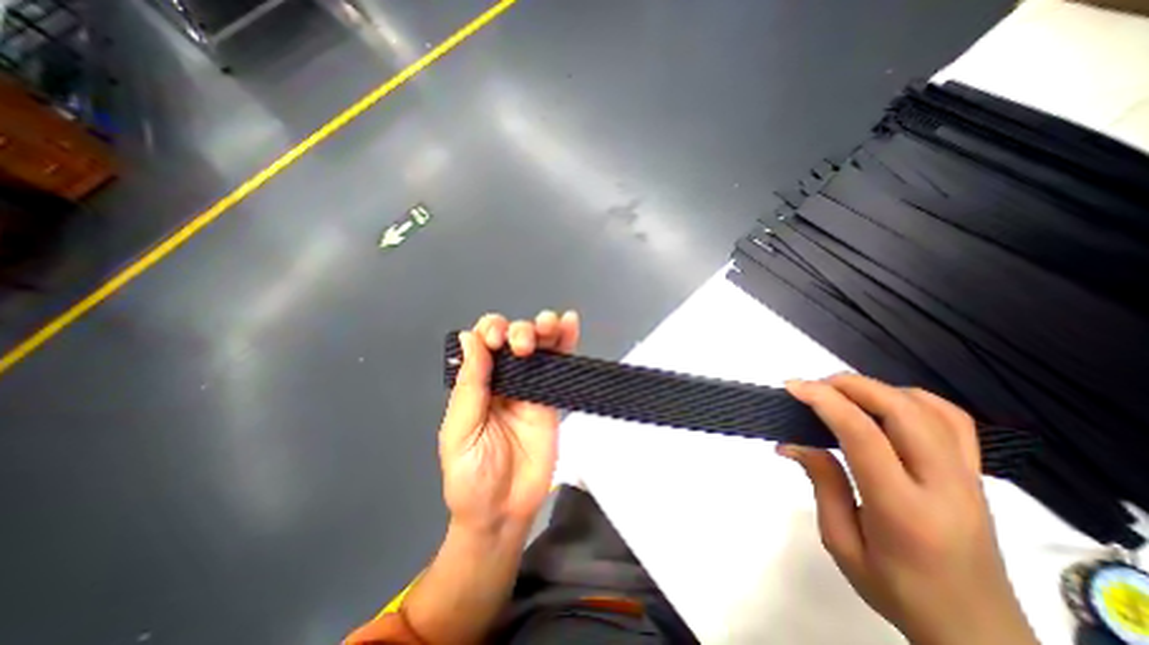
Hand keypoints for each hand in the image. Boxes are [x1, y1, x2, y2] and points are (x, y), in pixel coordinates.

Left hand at [440, 310, 583, 536]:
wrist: (504, 511)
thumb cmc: (471, 476)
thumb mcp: (460, 431)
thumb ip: (469, 385)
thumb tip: (468, 338)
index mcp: (476, 382)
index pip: (483, 342)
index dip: (490, 332)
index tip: (497, 342)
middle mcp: (504, 378)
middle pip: (513, 337)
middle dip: (519, 331)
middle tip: (522, 346)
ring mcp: (531, 386)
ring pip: (539, 345)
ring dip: (545, 328)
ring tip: (551, 325)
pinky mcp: (552, 398)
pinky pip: (560, 366)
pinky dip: (567, 343)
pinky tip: (571, 324)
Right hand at [782, 375, 1043, 643]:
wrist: (977, 632)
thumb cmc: (898, 591)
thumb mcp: (842, 543)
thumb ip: (822, 483)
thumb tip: (793, 442)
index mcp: (904, 510)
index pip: (863, 435)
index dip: (825, 401)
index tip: (793, 387)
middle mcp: (945, 487)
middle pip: (901, 411)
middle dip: (850, 385)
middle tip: (812, 387)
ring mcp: (968, 478)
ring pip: (929, 408)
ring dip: (877, 389)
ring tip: (840, 393)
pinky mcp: (975, 475)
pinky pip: (952, 420)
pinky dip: (912, 398)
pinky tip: (884, 404)